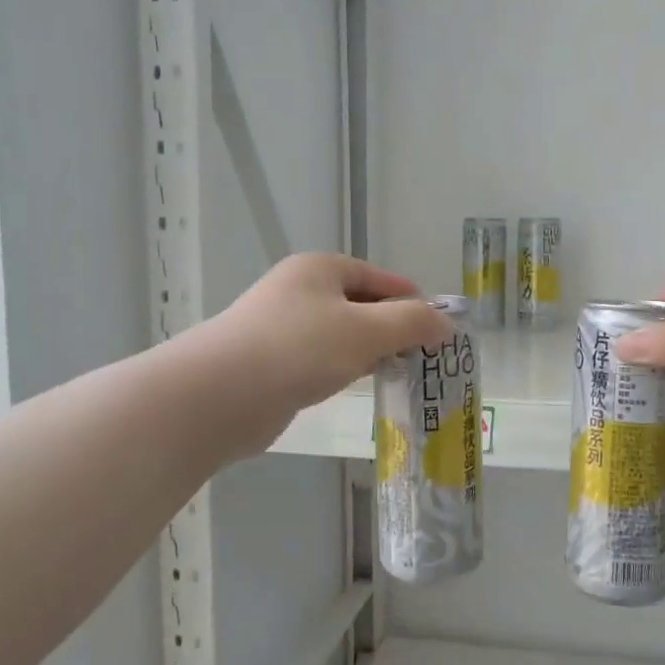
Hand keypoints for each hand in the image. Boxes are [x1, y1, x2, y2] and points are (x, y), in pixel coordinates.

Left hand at [198, 254, 453, 456]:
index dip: (413, 301)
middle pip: (361, 304)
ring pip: (341, 334)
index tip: (439, 331)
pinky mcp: (271, 360)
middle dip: (392, 328)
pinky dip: (341, 368)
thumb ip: (412, 324)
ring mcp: (281, 325)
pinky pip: (320, 358)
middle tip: (422, 357)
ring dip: (368, 351)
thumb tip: (445, 324)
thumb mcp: (367, 331)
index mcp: (321, 268)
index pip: (381, 278)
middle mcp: (300, 289)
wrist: (219, 395)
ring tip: (396, 373)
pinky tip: (353, 385)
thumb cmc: (300, 349)